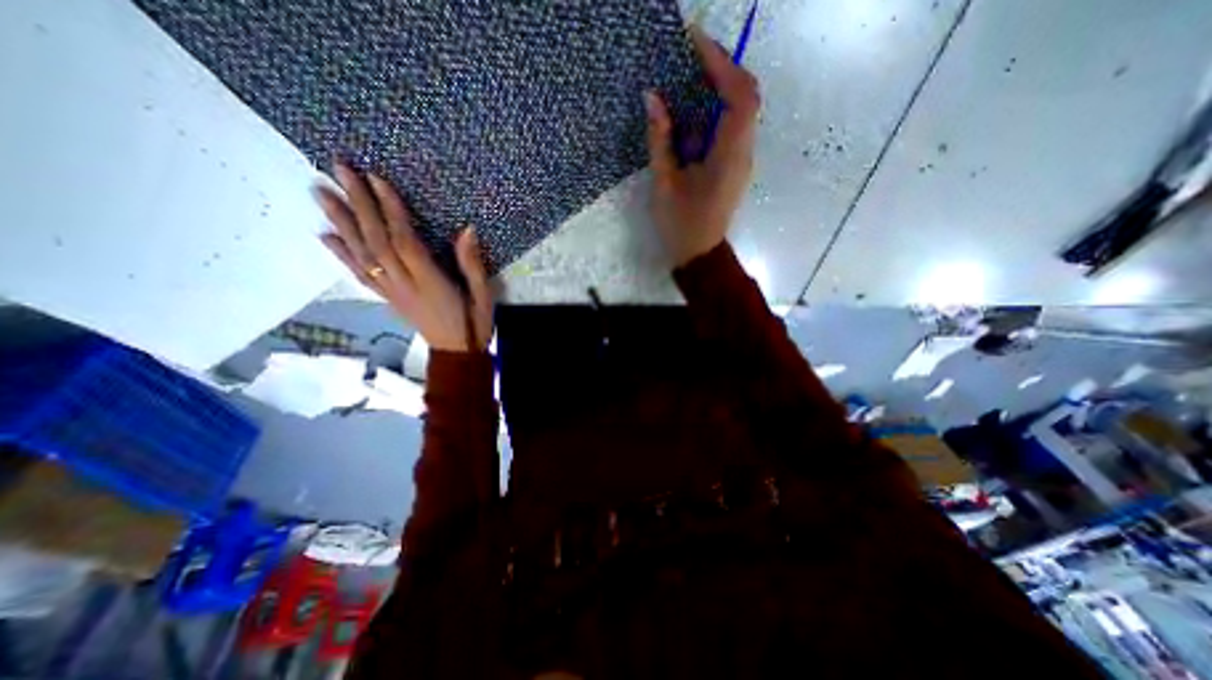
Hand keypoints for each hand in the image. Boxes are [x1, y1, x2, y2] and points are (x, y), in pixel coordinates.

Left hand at [322, 162, 496, 353]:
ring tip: (321, 192)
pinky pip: (361, 275)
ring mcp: (392, 292)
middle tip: (338, 169)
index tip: (376, 178)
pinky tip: (326, 236)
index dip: (391, 210)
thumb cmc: (474, 323)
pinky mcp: (388, 298)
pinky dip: (342, 254)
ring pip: (363, 254)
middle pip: (377, 241)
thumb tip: (467, 229)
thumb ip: (473, 264)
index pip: (405, 241)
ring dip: (341, 222)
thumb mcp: (483, 295)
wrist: (456, 353)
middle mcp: (404, 285)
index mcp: (430, 283)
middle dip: (358, 204)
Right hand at [644, 24, 754, 266]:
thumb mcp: (664, 183)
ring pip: (740, 111)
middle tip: (691, 58)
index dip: (721, 64)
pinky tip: (690, 116)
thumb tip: (653, 98)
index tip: (695, 43)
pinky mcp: (734, 165)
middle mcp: (744, 152)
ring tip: (687, 80)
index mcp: (729, 156)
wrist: (699, 255)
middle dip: (722, 70)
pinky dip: (713, 113)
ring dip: (717, 90)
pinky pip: (731, 128)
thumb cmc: (681, 225)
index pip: (739, 96)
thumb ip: (660, 140)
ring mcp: (742, 159)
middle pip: (747, 96)